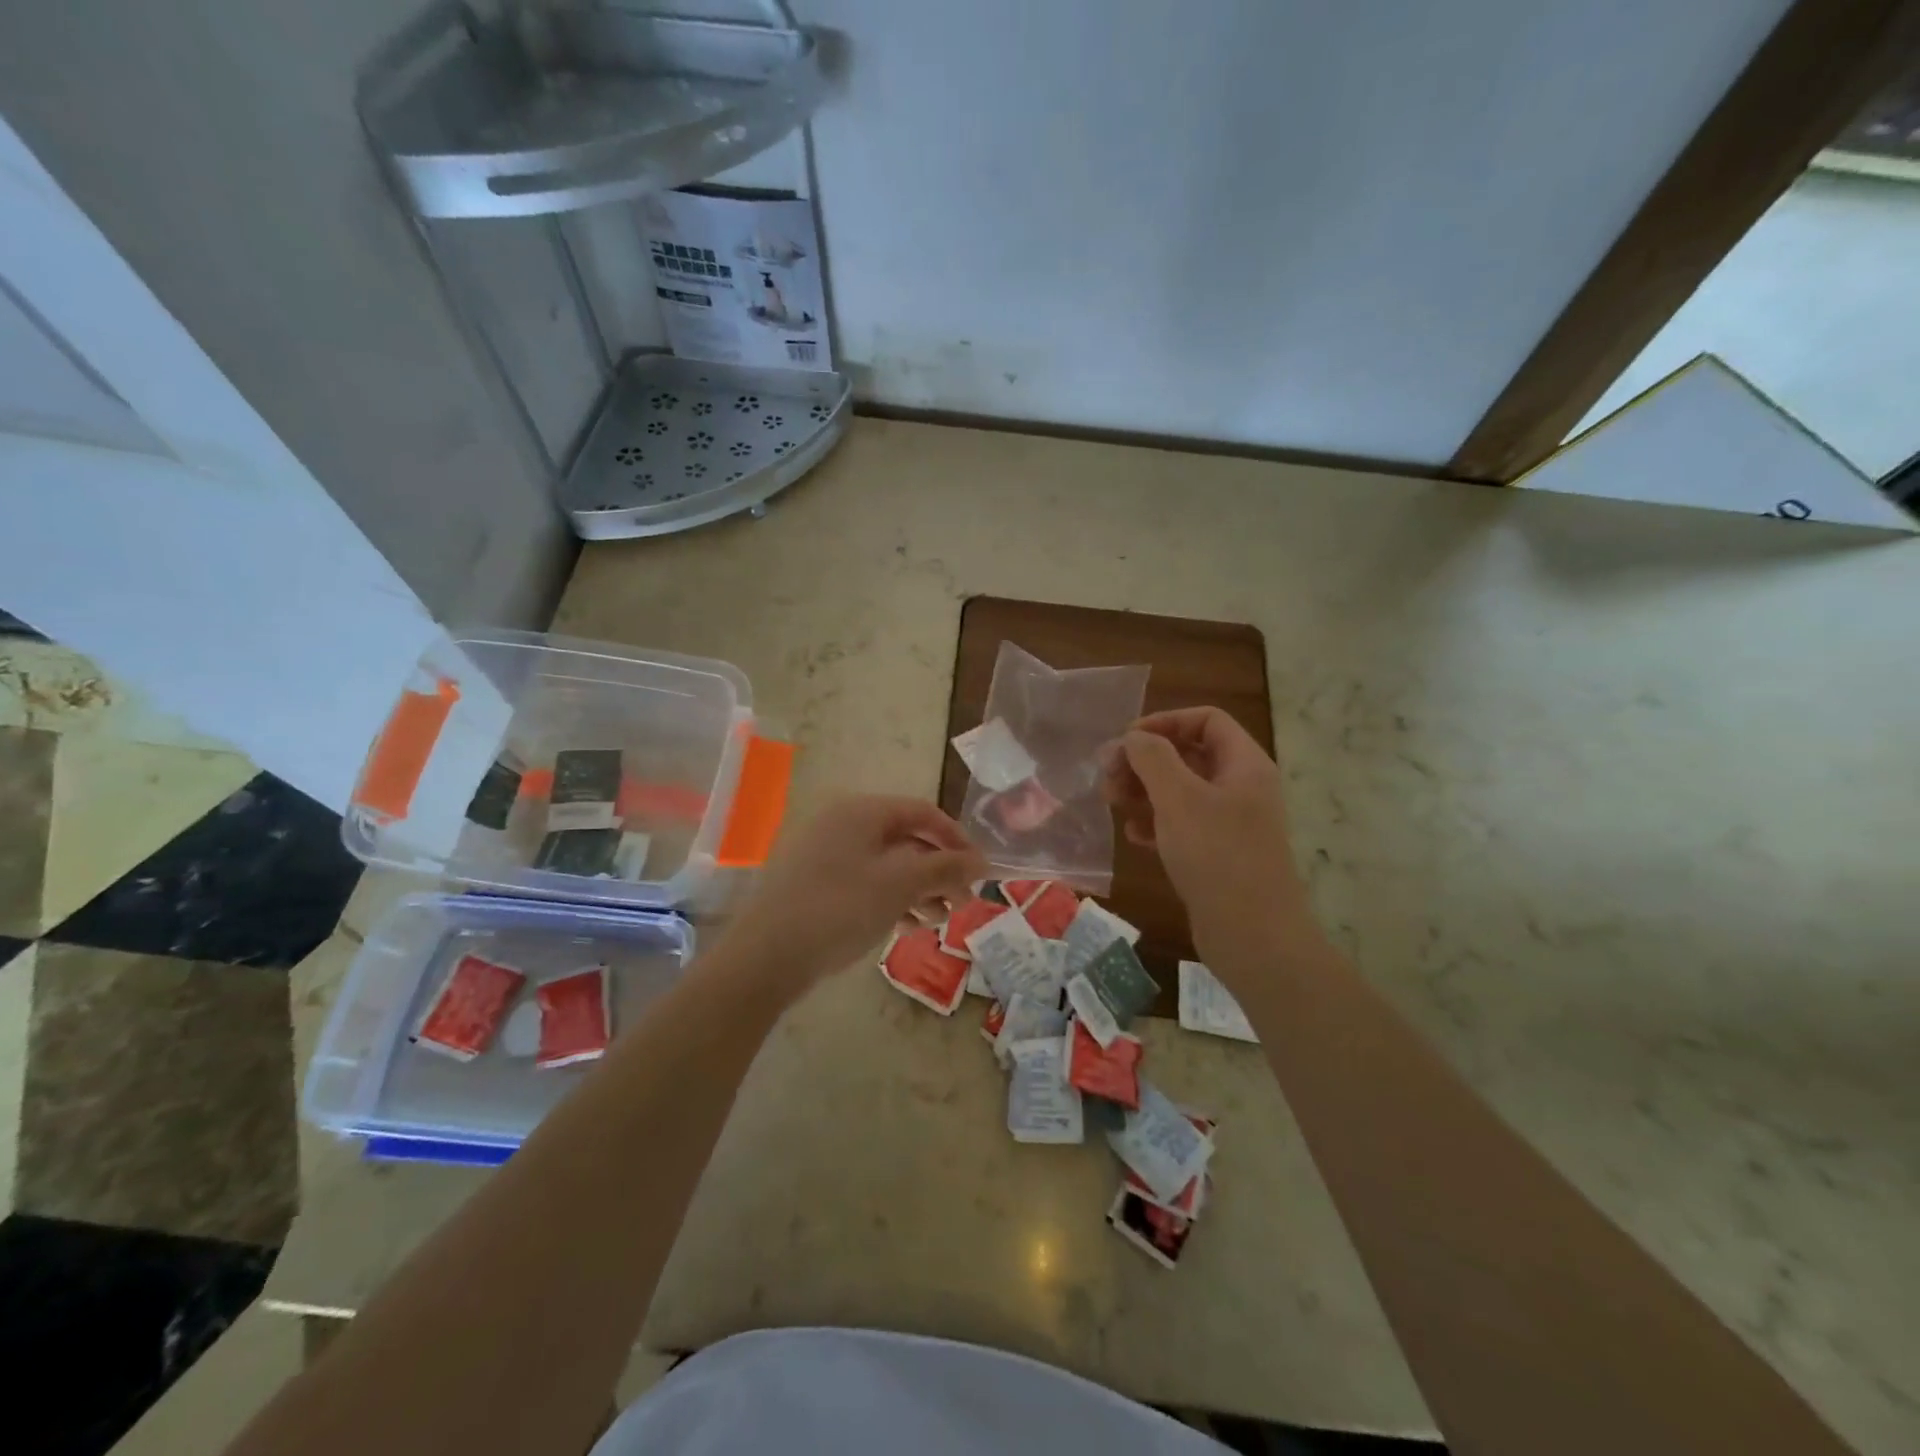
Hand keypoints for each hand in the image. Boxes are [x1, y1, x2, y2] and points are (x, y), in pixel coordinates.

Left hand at [718, 795, 986, 998]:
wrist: (765, 956)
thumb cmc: (840, 908)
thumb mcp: (900, 885)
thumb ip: (945, 869)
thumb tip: (982, 861)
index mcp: (862, 811)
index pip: (923, 812)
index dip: (957, 839)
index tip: (980, 872)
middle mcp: (843, 823)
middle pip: (906, 839)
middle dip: (939, 871)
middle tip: (962, 904)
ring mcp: (826, 853)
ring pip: (887, 864)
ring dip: (919, 889)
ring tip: (937, 921)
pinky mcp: (816, 883)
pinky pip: (866, 881)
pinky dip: (892, 899)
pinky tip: (906, 927)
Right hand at [1104, 707, 1311, 978]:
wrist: (1254, 937)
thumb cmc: (1217, 856)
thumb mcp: (1179, 798)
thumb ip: (1152, 758)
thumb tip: (1133, 738)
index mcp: (1244, 765)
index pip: (1206, 720)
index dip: (1164, 722)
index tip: (1126, 742)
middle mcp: (1241, 788)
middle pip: (1189, 754)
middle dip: (1145, 761)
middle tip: (1107, 776)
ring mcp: (1231, 823)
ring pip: (1181, 791)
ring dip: (1144, 791)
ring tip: (1111, 803)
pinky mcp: (1217, 854)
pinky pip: (1182, 825)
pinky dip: (1155, 823)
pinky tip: (1133, 836)